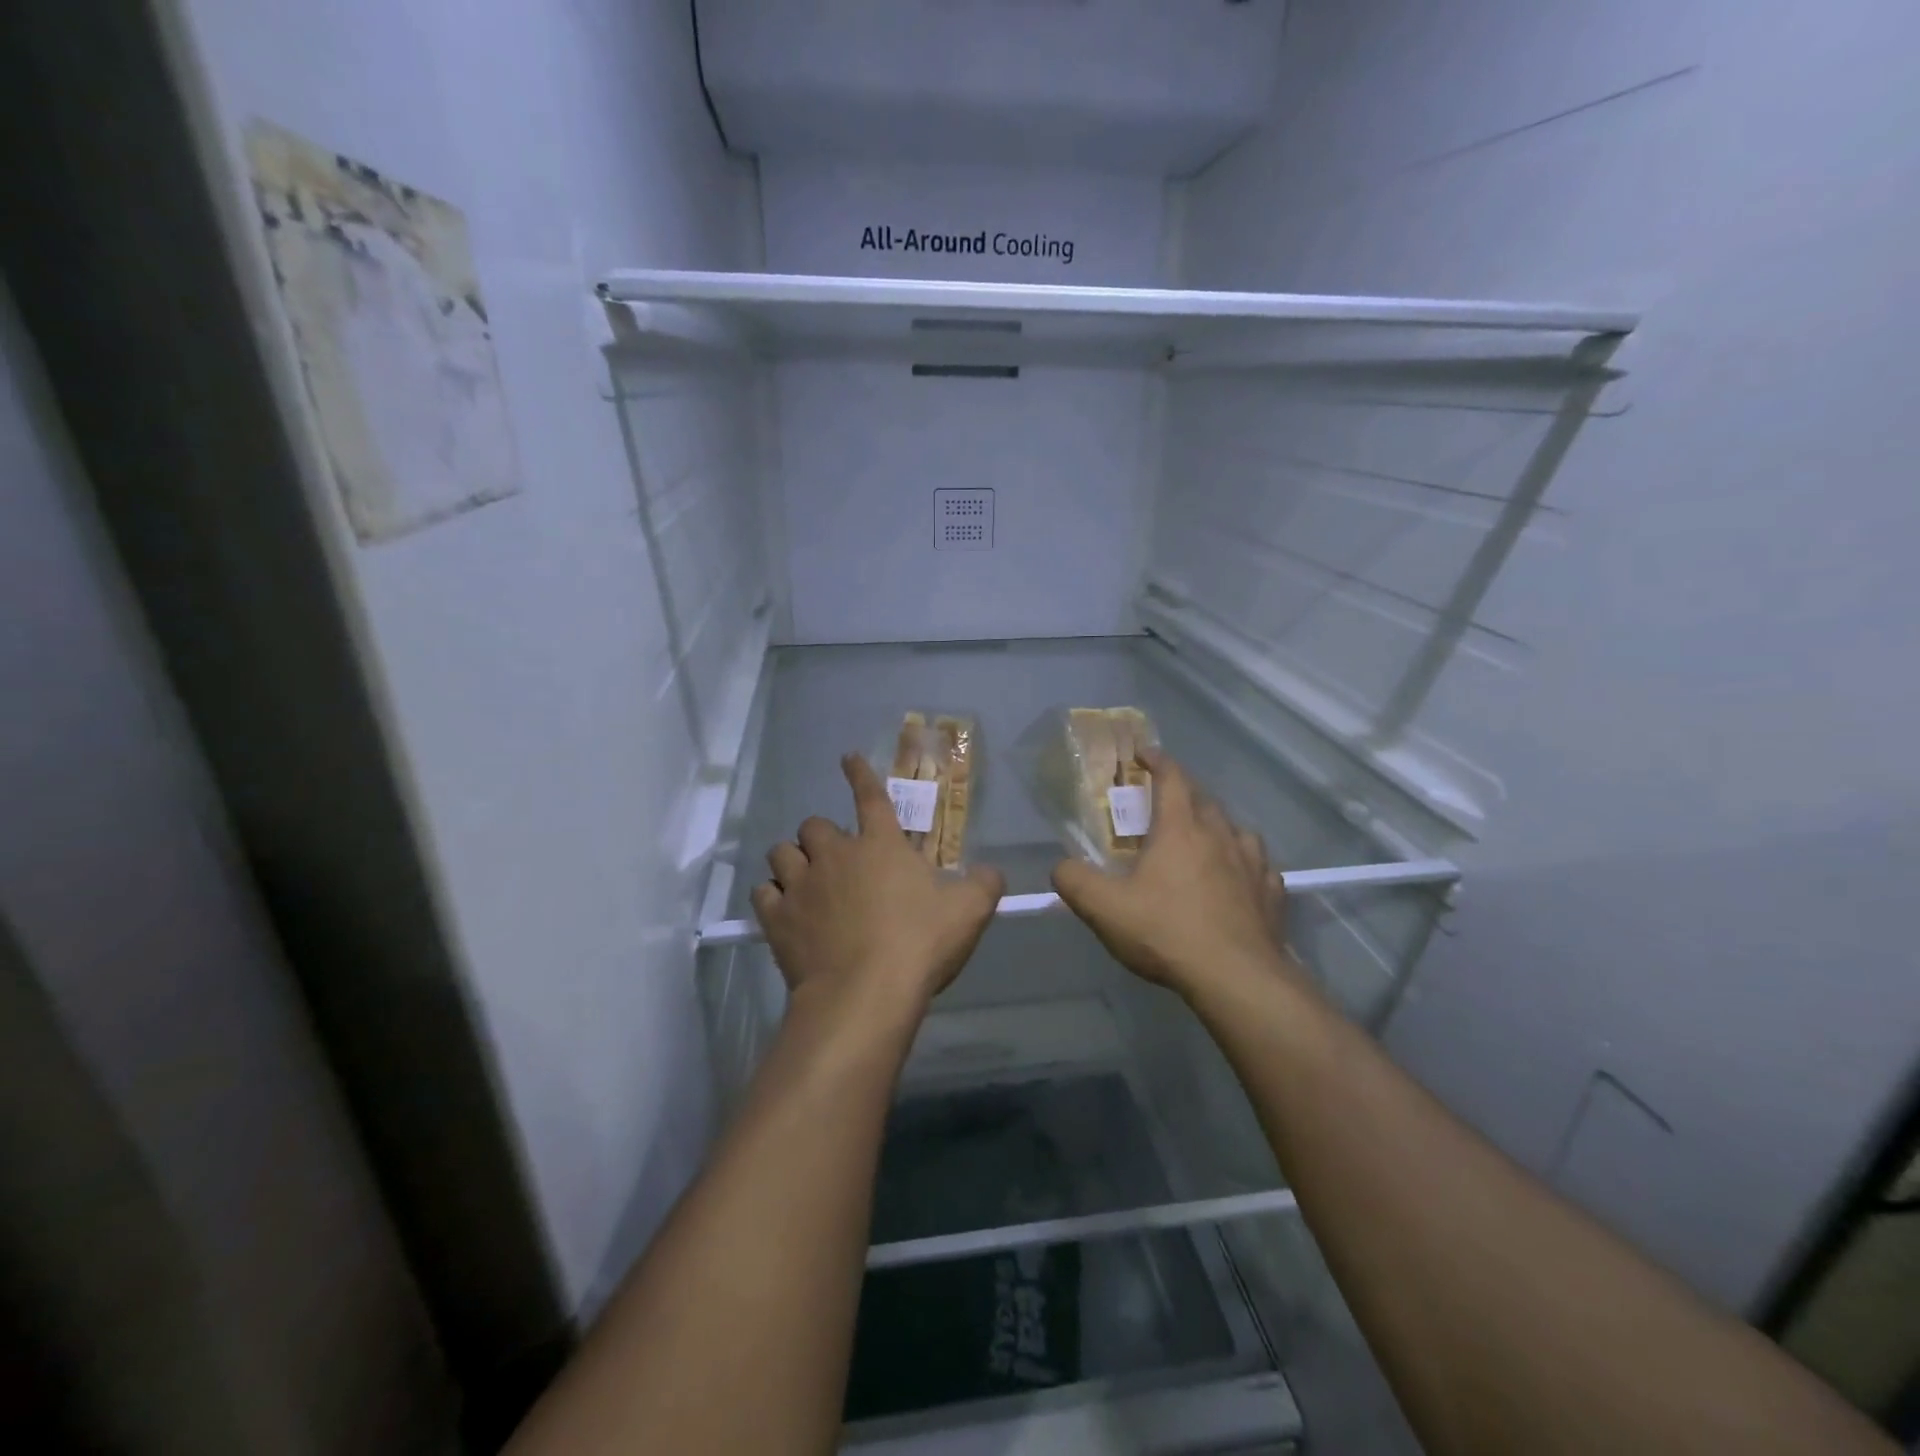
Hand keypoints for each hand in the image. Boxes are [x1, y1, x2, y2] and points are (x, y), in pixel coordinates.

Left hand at [752, 755, 1005, 1028]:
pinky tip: (781, 907)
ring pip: (781, 853)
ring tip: (803, 878)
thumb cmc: (919, 944)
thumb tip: (991, 871)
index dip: (859, 774)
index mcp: (881, 845)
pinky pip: (763, 893)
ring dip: (792, 860)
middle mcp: (835, 855)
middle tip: (836, 859)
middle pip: (814, 825)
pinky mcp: (777, 918)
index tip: (847, 758)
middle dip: (822, 836)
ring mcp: (802, 885)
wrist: (864, 994)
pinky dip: (772, 896)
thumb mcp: (969, 912)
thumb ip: (984, 884)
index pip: (869, 796)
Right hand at [1052, 748, 1300, 1001]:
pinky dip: (1245, 861)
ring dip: (1217, 825)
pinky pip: (1259, 865)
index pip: (1171, 778)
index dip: (1157, 761)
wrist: (1237, 978)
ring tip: (1204, 838)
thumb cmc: (1166, 932)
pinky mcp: (1272, 895)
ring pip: (1236, 829)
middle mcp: (1220, 836)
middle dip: (1183, 791)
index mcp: (1180, 829)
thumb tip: (1060, 867)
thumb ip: (1073, 881)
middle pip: (1204, 799)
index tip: (1144, 753)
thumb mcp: (1104, 908)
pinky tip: (1239, 878)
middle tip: (1164, 801)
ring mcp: (1252, 864)